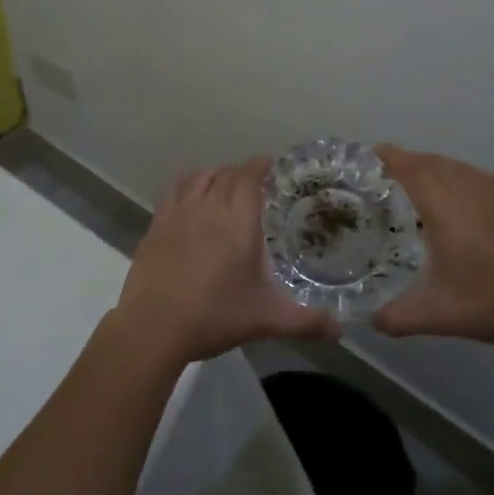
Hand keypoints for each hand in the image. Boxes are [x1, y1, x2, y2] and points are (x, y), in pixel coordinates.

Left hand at [115, 158, 340, 365]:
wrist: (153, 328)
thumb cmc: (214, 316)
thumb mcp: (266, 319)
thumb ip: (305, 321)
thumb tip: (340, 329)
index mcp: (238, 220)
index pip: (250, 175)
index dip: (261, 165)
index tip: (272, 165)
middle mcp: (208, 206)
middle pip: (226, 173)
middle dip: (242, 173)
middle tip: (255, 185)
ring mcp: (178, 213)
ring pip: (199, 177)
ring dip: (214, 175)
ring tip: (223, 186)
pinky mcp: (156, 225)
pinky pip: (173, 190)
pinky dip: (187, 185)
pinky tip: (190, 199)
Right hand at [372, 147, 493, 344]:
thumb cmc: (491, 300)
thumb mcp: (436, 315)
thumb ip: (396, 317)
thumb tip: (370, 320)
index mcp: (442, 204)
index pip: (409, 167)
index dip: (388, 157)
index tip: (370, 155)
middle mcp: (466, 187)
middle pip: (430, 161)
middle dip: (407, 162)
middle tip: (386, 178)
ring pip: (455, 166)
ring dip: (433, 168)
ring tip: (418, 185)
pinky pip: (476, 175)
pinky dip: (459, 176)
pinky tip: (459, 195)